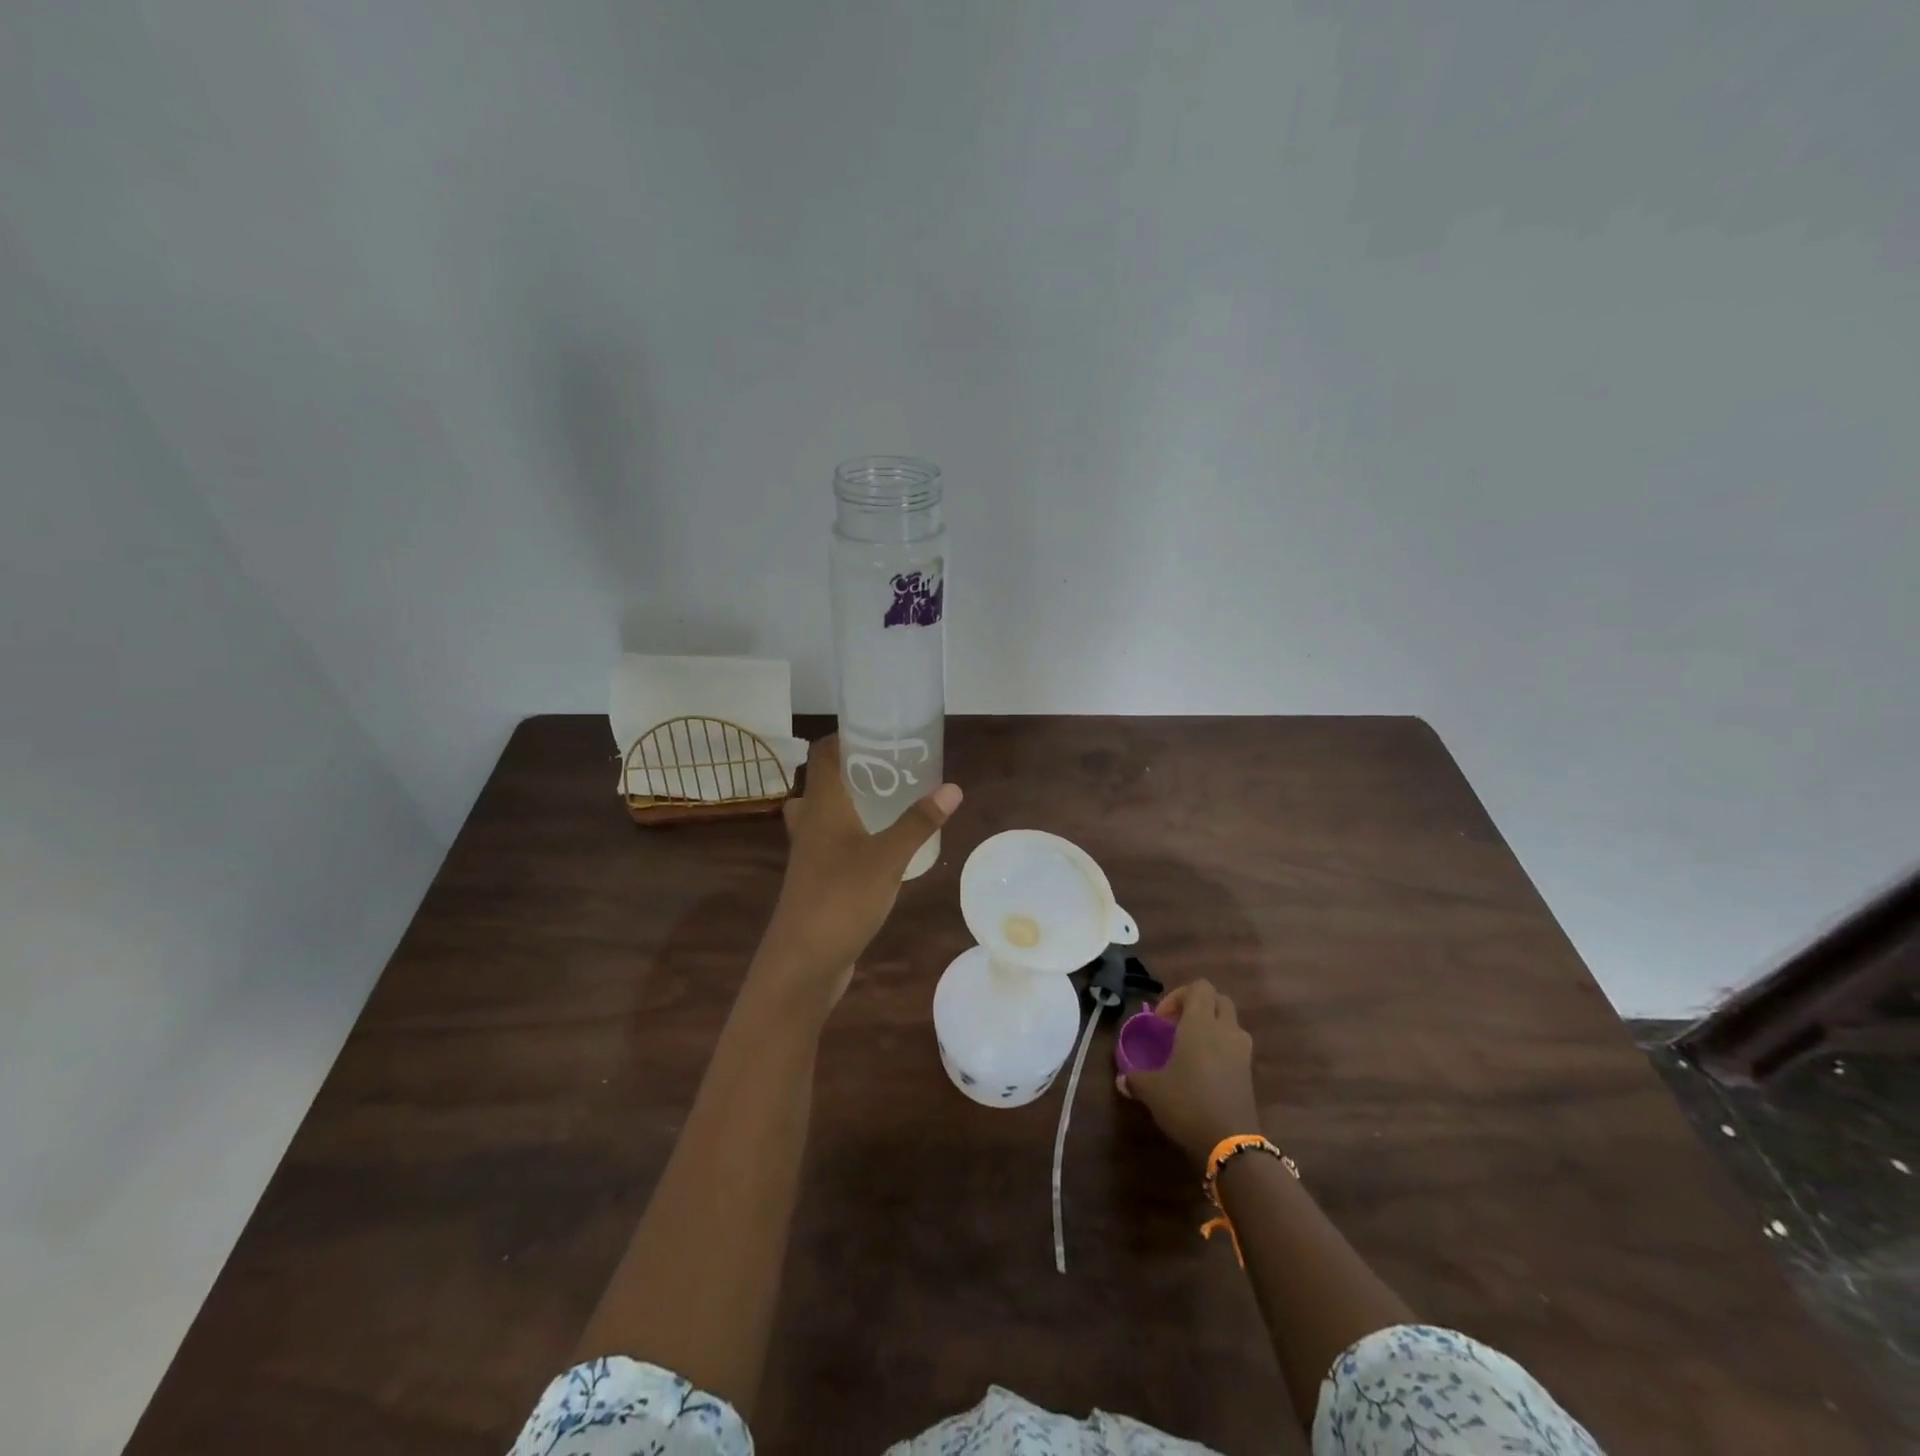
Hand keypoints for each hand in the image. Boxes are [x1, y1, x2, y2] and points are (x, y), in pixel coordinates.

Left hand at [754, 735, 961, 1010]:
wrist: (802, 962)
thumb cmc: (841, 899)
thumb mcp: (887, 858)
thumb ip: (918, 822)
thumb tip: (952, 787)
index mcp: (821, 806)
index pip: (822, 754)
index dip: (843, 737)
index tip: (877, 731)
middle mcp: (810, 823)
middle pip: (824, 782)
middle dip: (854, 769)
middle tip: (892, 766)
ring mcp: (810, 854)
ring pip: (826, 814)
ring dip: (852, 803)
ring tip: (890, 800)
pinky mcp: (816, 879)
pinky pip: (833, 842)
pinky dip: (853, 834)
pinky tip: (883, 845)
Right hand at [1118, 980, 1260, 1166]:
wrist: (1230, 1144)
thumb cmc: (1187, 1103)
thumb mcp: (1151, 1090)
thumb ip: (1135, 1078)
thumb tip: (1123, 1079)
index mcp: (1200, 1023)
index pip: (1199, 987)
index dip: (1178, 996)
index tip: (1162, 1021)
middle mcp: (1225, 1030)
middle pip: (1218, 999)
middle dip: (1198, 1006)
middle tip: (1177, 1026)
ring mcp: (1242, 1052)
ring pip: (1230, 1022)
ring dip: (1213, 1026)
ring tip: (1191, 1048)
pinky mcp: (1250, 1073)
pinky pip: (1235, 1046)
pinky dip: (1222, 1048)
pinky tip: (1204, 1071)